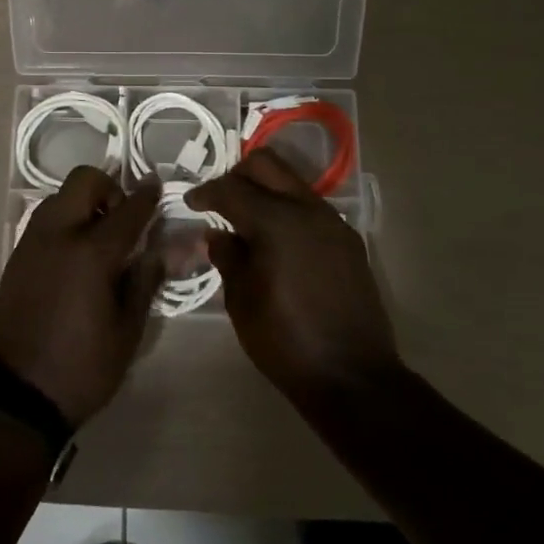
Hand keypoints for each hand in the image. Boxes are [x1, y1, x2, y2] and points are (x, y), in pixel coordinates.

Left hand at [0, 167, 161, 427]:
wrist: (16, 393)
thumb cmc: (82, 367)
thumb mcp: (127, 330)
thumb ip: (145, 280)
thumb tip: (164, 248)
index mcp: (91, 253)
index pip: (128, 209)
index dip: (147, 195)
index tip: (157, 185)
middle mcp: (58, 234)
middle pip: (84, 181)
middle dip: (109, 188)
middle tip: (123, 218)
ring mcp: (32, 241)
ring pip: (61, 196)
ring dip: (84, 202)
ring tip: (100, 237)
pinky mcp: (17, 255)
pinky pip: (45, 219)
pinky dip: (65, 219)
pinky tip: (76, 253)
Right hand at [186, 150, 400, 404]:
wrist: (353, 378)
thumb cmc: (285, 341)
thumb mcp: (241, 300)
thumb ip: (227, 257)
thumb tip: (218, 234)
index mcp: (276, 222)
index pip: (231, 188)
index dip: (206, 193)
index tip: (190, 203)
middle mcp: (307, 210)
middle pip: (267, 165)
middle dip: (237, 175)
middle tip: (220, 202)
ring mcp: (333, 223)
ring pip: (292, 183)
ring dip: (266, 191)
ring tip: (247, 222)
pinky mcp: (348, 241)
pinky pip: (310, 209)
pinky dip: (287, 211)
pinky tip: (277, 243)